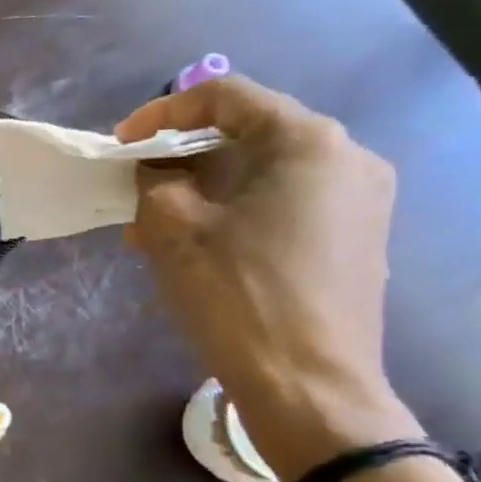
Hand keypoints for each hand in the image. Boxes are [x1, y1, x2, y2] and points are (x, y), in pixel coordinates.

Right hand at [115, 76, 419, 481]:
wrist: (308, 385)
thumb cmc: (236, 293)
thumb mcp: (171, 226)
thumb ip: (154, 179)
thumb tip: (155, 168)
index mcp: (308, 141)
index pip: (225, 96)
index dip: (161, 113)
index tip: (120, 145)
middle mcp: (348, 158)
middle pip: (247, 134)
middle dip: (180, 159)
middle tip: (135, 190)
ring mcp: (361, 201)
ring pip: (263, 173)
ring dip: (203, 190)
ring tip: (155, 227)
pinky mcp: (357, 239)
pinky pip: (284, 205)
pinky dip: (234, 213)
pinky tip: (199, 248)